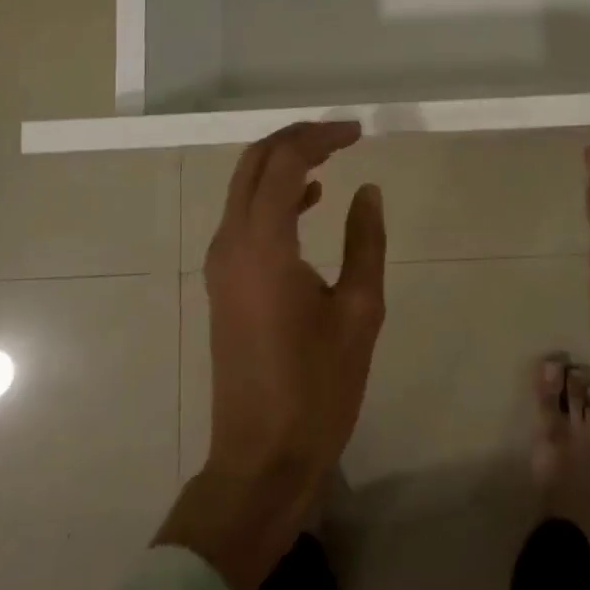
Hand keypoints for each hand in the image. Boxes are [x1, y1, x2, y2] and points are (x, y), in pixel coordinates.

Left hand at [156, 120, 386, 589]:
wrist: (261, 458)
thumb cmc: (318, 388)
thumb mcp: (359, 312)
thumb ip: (365, 241)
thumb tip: (368, 190)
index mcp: (263, 245)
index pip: (285, 162)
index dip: (321, 137)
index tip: (358, 131)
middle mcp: (231, 243)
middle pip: (255, 163)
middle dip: (296, 138)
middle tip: (342, 134)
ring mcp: (221, 263)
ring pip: (245, 187)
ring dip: (284, 163)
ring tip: (332, 155)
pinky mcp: (223, 282)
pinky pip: (245, 217)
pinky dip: (275, 195)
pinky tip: (311, 200)